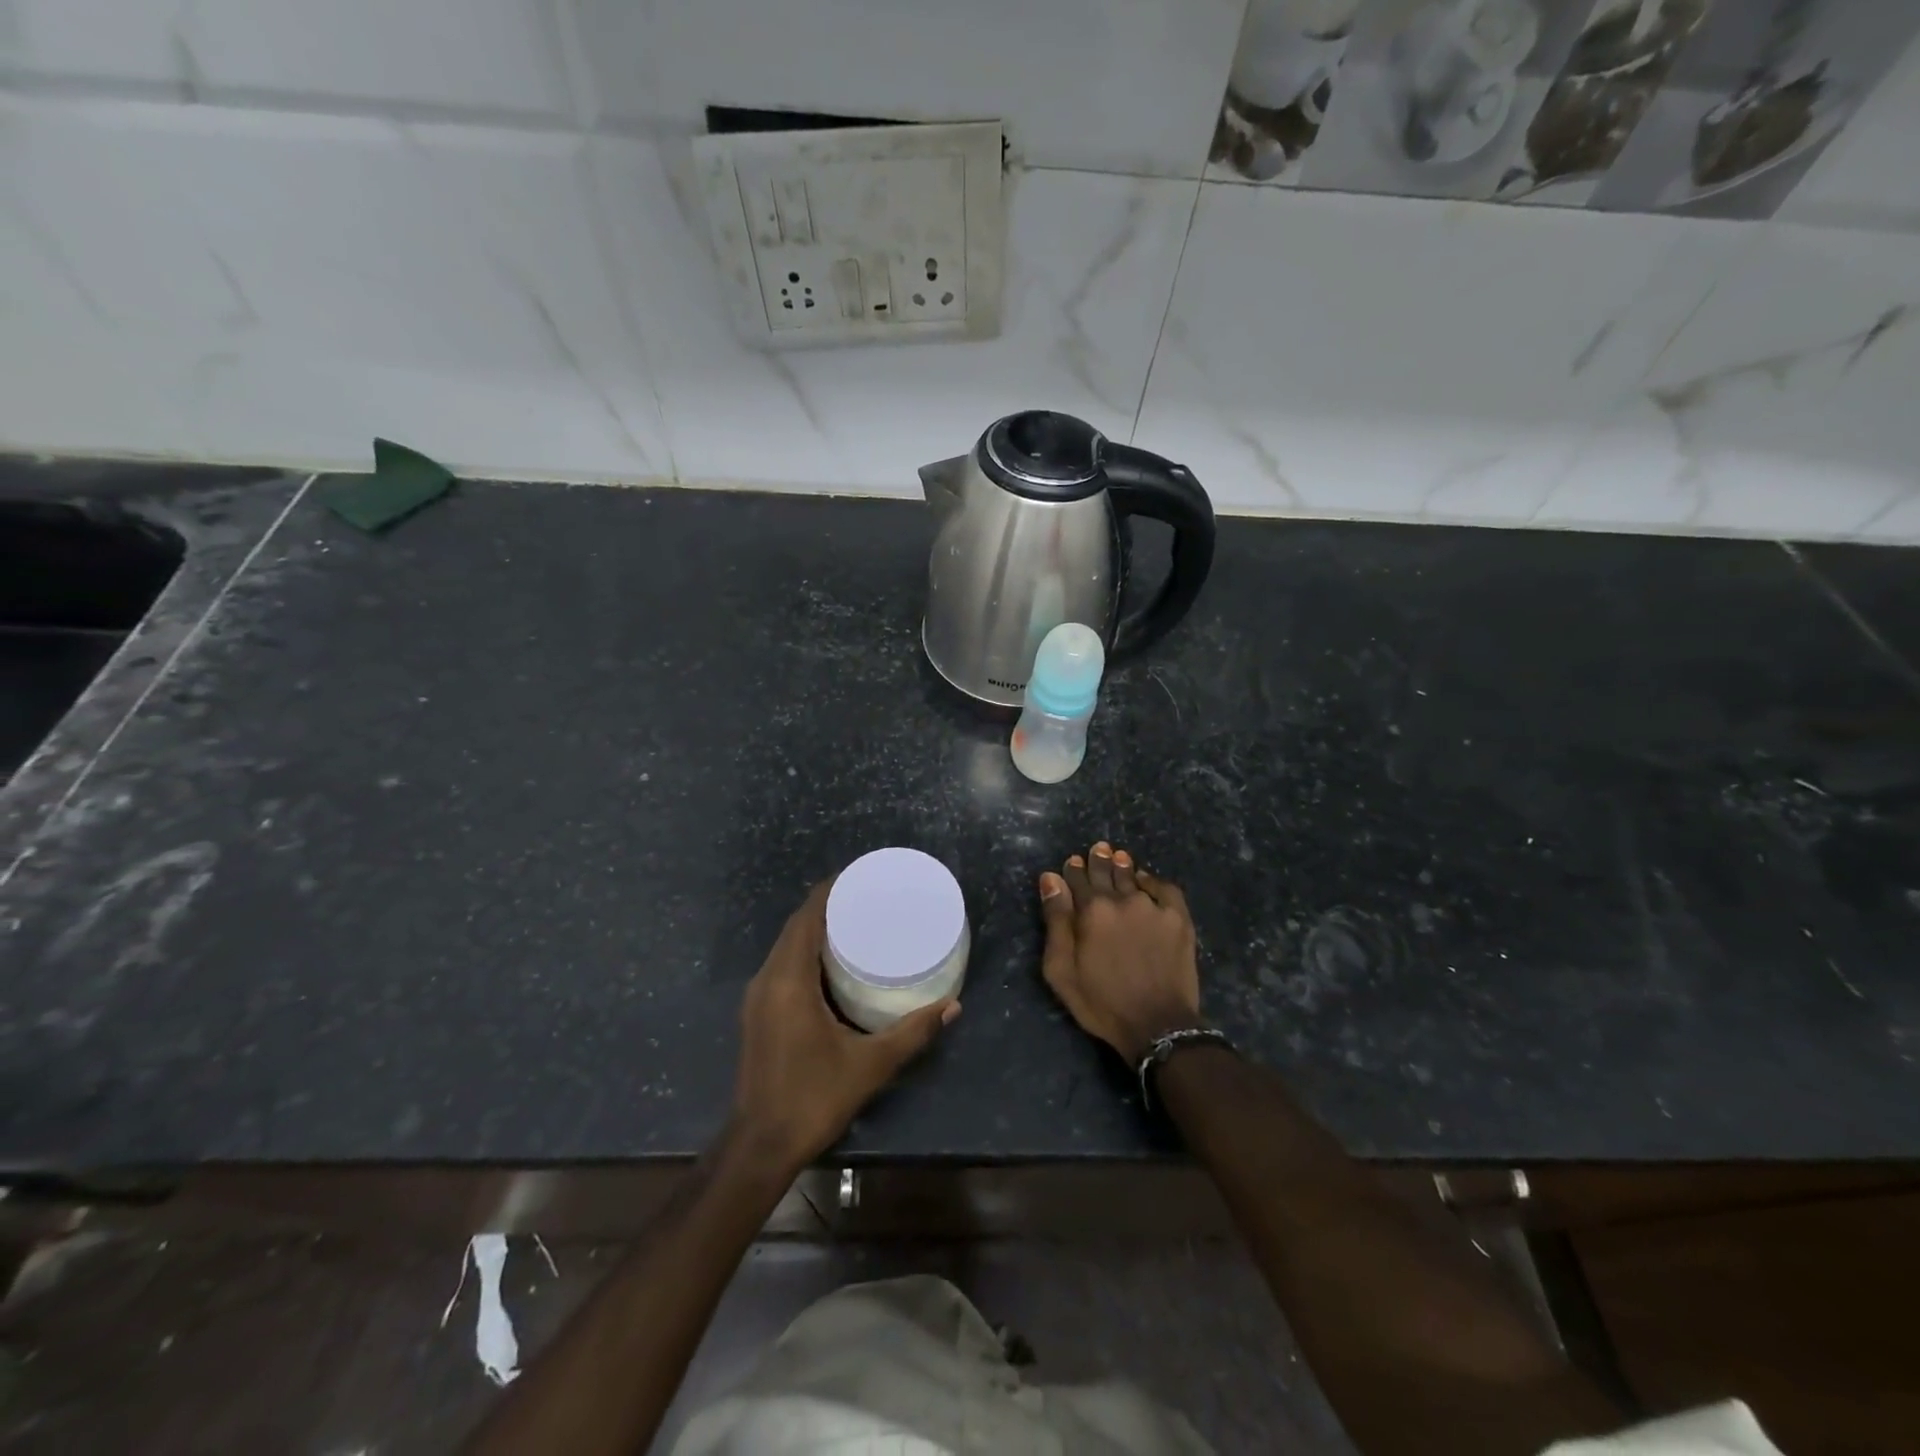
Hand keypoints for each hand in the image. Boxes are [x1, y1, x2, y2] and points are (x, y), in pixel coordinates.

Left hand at [731, 881, 959, 1174]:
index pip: (806, 917)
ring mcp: (757, 997)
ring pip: (786, 946)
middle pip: (795, 926)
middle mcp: (768, 979)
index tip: (860, 877)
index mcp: (789, 980)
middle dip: (827, 906)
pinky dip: (804, 952)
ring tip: (854, 923)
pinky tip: (831, 962)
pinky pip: (781, 965)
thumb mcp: (870, 1065)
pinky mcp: (757, 1013)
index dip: (830, 891)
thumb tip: (953, 1006)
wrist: (760, 1146)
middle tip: (866, 898)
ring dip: (814, 929)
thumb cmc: (814, 1098)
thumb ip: (913, 1032)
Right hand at [1039, 842, 1201, 1063]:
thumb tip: (1051, 879)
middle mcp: (1122, 900)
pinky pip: (1164, 888)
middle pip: (1106, 872)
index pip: (1078, 879)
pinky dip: (1153, 881)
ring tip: (1118, 857)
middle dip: (1099, 860)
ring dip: (1123, 866)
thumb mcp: (1061, 969)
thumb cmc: (1101, 1002)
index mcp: (1091, 910)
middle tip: (1097, 848)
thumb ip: (1056, 921)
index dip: (1073, 869)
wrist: (1157, 1025)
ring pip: (1133, 877)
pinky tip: (1146, 881)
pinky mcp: (1178, 918)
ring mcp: (1153, 907)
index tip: (1071, 862)